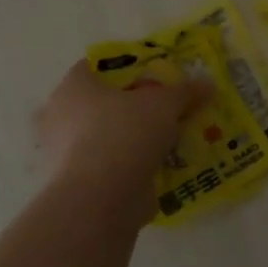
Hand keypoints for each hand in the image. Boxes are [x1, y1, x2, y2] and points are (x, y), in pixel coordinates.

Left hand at [31, 60, 208, 214]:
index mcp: (73, 88)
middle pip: (100, 104)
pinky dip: (128, 167)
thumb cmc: (125, 133)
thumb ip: (185, 92)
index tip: (152, 78)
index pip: (94, 67)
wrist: (100, 199)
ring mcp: (64, 155)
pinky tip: (158, 168)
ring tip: (166, 142)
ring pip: (104, 138)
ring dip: (131, 140)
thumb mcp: (165, 104)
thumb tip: (207, 84)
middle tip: (161, 111)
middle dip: (130, 108)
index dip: (124, 69)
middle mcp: (60, 118)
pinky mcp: (76, 185)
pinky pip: (108, 167)